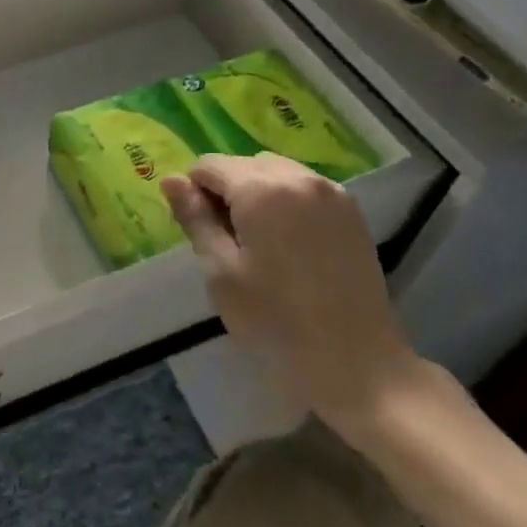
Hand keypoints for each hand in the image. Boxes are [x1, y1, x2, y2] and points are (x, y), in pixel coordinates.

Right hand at [161, 155, 423, 433]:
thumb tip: (170, 180)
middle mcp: (298, 177)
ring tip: (260, 241)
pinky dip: (287, 201)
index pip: (209, 165)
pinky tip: (290, 243)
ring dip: (257, 192)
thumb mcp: (221, 271)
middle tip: (228, 240)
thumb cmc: (275, 320)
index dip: (194, 192)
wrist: (356, 362)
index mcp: (261, 189)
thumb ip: (195, 218)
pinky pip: (304, 187)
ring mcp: (331, 192)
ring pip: (276, 171)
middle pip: (244, 164)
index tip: (201, 230)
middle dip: (227, 190)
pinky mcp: (352, 211)